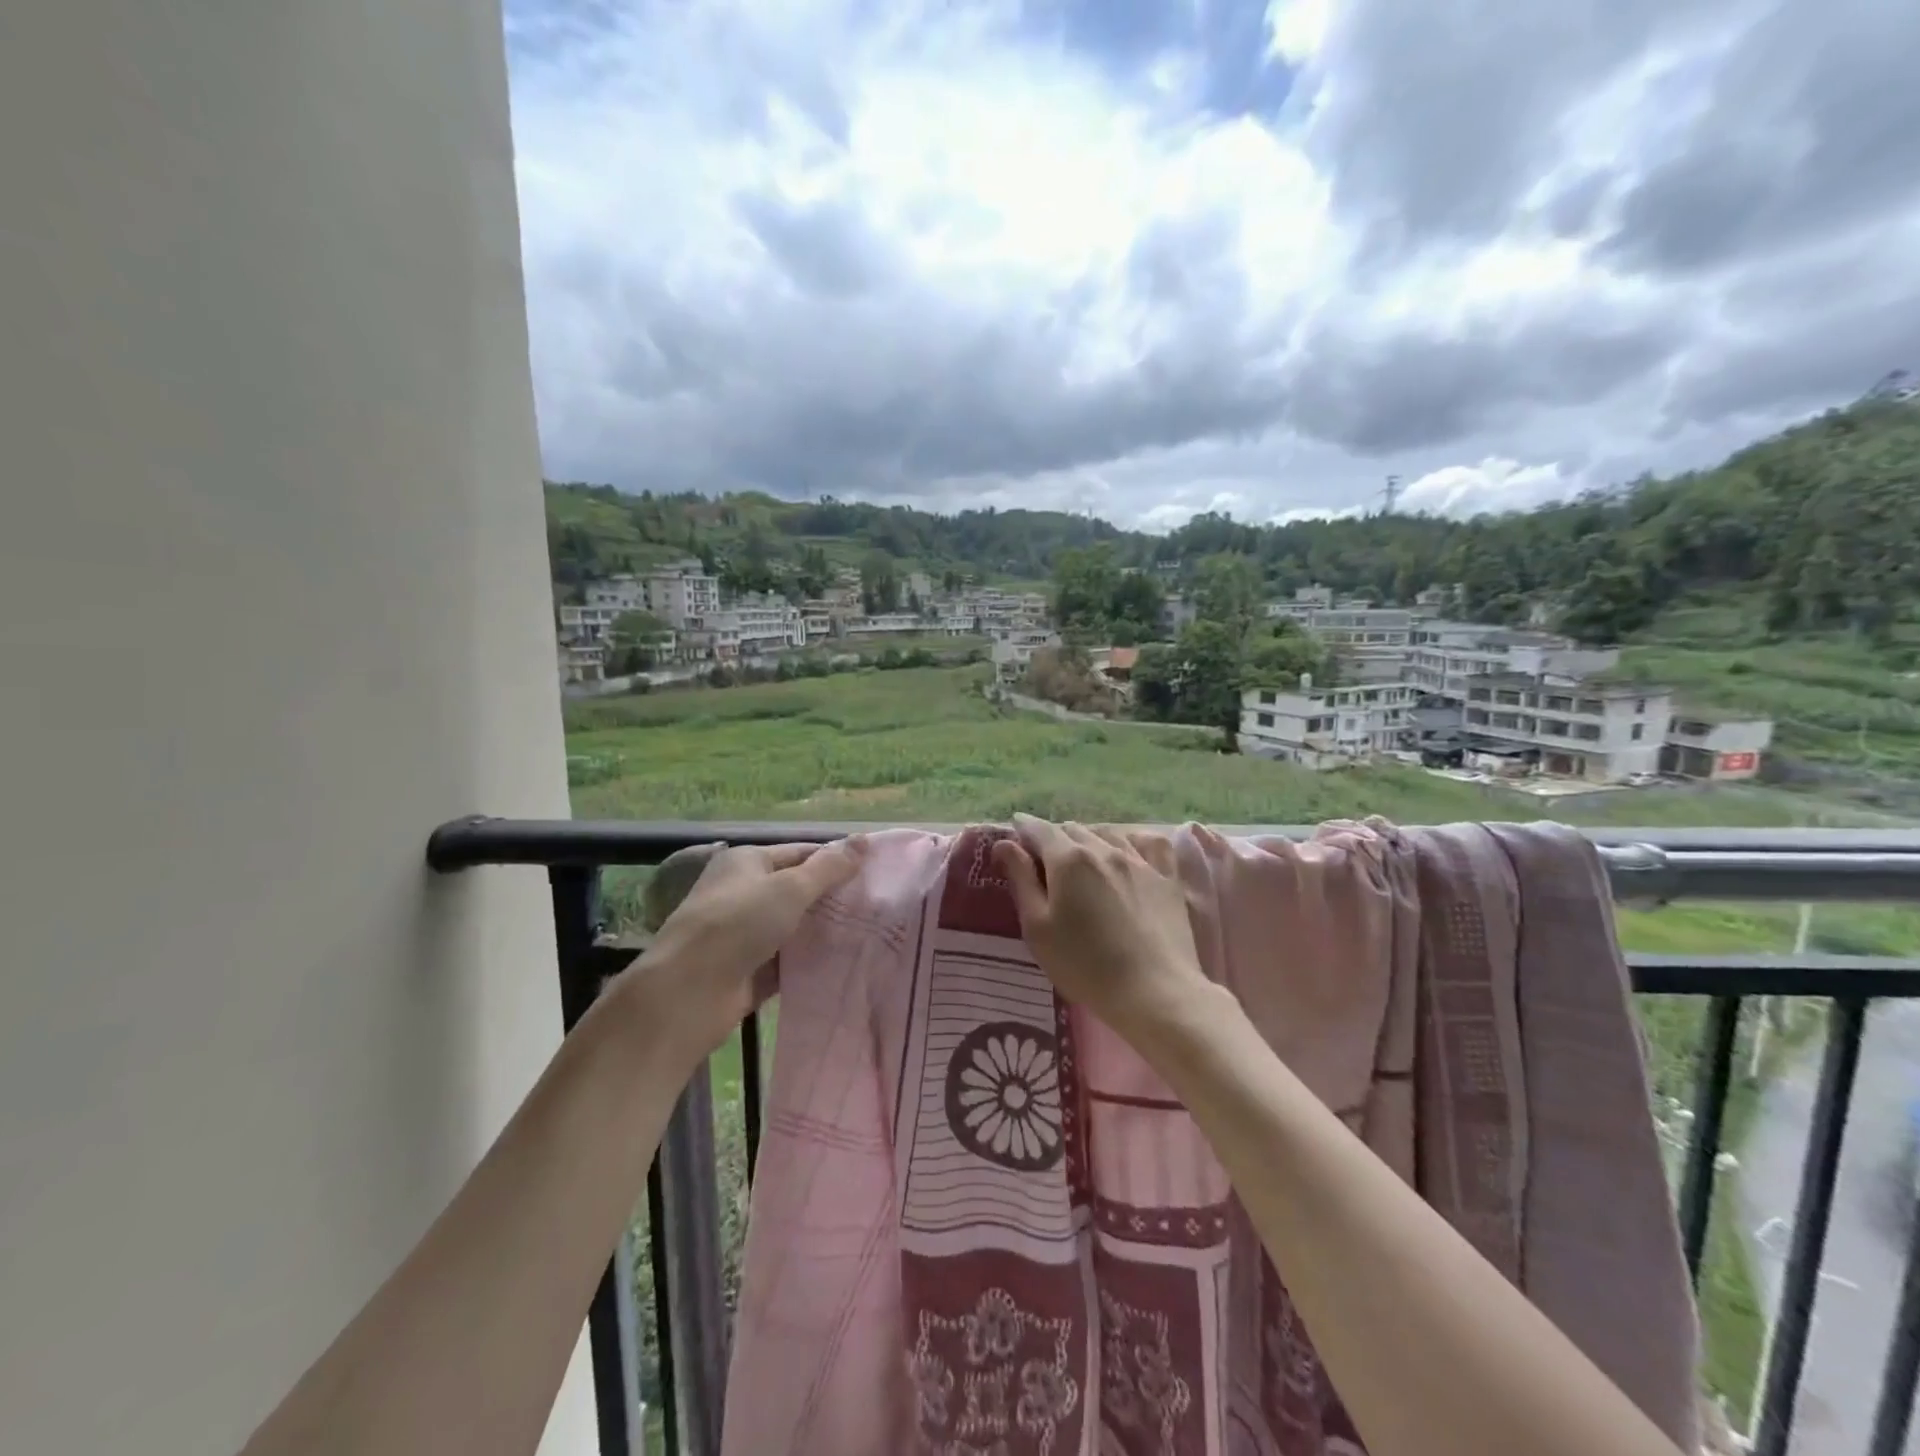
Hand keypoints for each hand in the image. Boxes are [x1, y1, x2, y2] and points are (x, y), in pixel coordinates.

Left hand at [634, 837, 867, 1057]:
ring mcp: (744, 934)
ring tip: (870, 934)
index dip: (834, 861)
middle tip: (878, 907)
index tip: (874, 873)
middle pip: (797, 891)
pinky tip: (845, 964)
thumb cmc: (737, 924)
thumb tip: (864, 840)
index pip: (800, 854)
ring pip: (793, 928)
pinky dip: (810, 962)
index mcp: (747, 862)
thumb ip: (828, 868)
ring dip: (823, 932)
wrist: (688, 992)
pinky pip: (787, 961)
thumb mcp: (789, 888)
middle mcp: (744, 893)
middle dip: (833, 899)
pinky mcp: (748, 970)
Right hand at [992, 815, 1215, 1043]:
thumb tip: (1004, 843)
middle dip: (1053, 838)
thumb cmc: (1084, 965)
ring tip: (1081, 859)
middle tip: (1044, 862)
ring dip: (1087, 839)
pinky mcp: (1167, 877)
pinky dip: (1131, 840)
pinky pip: (1148, 843)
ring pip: (1106, 833)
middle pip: (1072, 829)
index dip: (1023, 827)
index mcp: (1068, 859)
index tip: (1014, 831)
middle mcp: (1103, 848)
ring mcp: (1139, 861)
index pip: (1039, 829)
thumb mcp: (1038, 928)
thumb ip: (1020, 880)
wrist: (1154, 993)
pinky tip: (1127, 851)